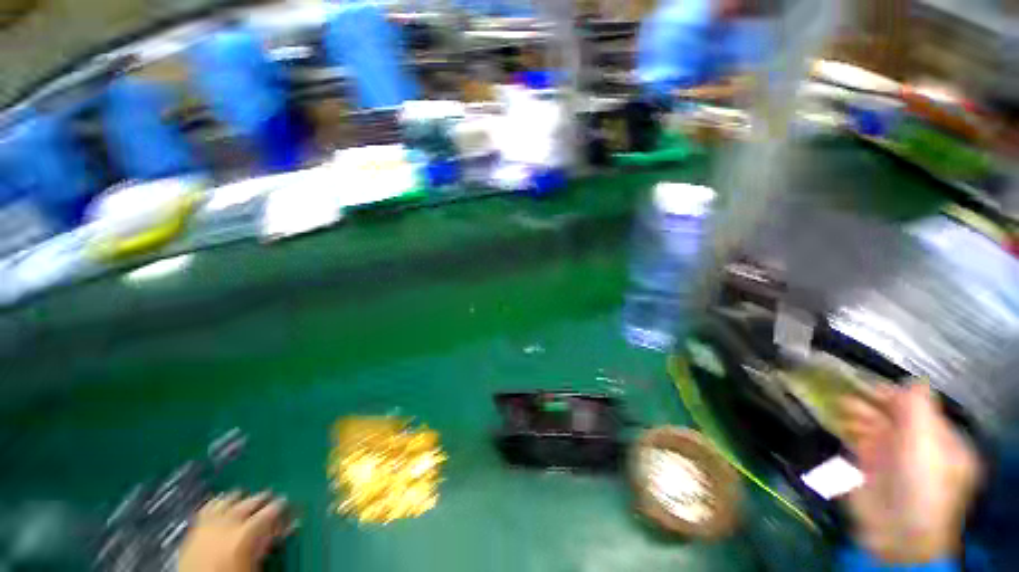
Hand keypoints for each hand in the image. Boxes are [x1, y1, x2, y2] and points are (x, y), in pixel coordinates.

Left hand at [178, 492, 289, 571]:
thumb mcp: (255, 563)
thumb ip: (267, 543)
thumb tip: (282, 528)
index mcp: (246, 532)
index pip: (272, 510)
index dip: (282, 507)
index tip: (288, 506)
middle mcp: (228, 523)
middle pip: (250, 502)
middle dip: (263, 498)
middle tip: (271, 497)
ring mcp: (209, 523)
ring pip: (228, 500)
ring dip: (240, 497)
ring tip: (246, 496)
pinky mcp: (194, 527)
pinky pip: (207, 507)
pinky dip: (217, 502)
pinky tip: (221, 501)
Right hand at [840, 382, 980, 563]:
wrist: (895, 530)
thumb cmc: (920, 483)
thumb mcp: (926, 443)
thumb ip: (919, 409)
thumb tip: (912, 381)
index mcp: (940, 442)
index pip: (920, 411)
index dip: (897, 396)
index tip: (870, 384)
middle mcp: (917, 448)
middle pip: (894, 418)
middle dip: (871, 403)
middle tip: (845, 391)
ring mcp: (892, 459)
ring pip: (873, 427)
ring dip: (856, 414)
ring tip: (837, 405)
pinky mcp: (868, 468)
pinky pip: (857, 441)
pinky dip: (847, 429)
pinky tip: (836, 421)